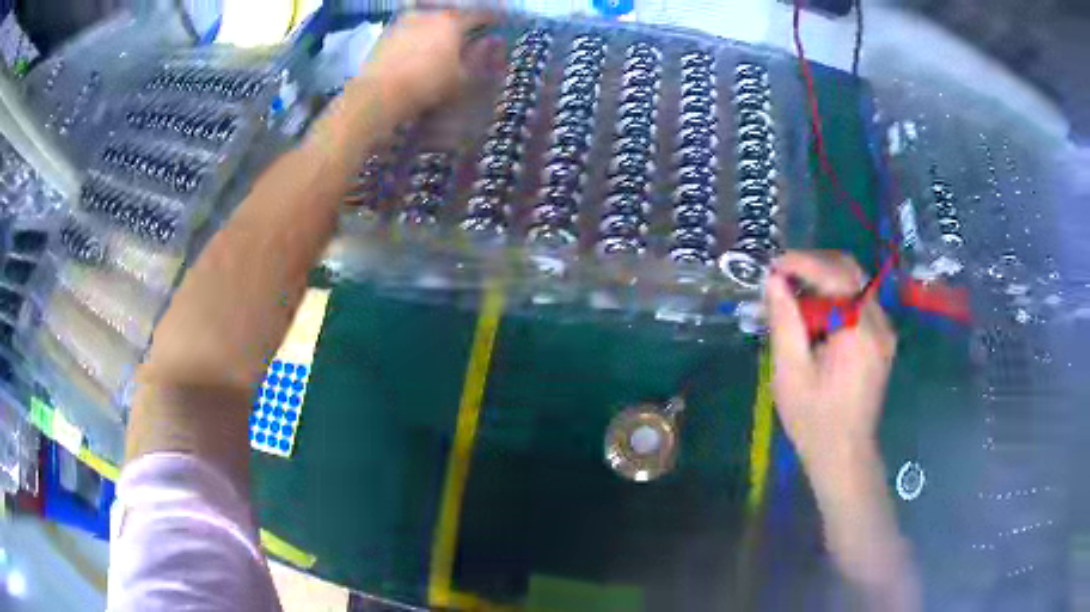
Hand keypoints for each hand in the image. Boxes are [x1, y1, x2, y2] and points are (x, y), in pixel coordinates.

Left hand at [360, 10, 500, 117]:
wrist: (379, 93)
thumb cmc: (427, 86)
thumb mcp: (462, 78)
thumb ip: (479, 56)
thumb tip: (492, 41)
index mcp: (452, 21)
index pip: (480, 14)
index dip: (492, 19)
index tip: (498, 24)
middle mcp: (429, 14)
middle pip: (452, 13)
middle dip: (463, 22)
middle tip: (469, 33)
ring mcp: (405, 20)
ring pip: (429, 18)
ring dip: (438, 27)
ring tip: (441, 41)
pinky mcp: (387, 32)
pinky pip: (411, 28)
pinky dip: (419, 34)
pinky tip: (419, 48)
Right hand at [765, 251, 896, 472]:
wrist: (844, 455)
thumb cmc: (814, 420)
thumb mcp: (790, 374)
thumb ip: (784, 322)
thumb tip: (773, 281)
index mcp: (860, 332)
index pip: (835, 274)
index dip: (802, 263)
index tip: (773, 266)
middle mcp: (880, 324)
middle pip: (850, 271)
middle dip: (814, 266)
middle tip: (783, 278)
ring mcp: (885, 332)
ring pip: (855, 284)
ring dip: (824, 282)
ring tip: (795, 299)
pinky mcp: (882, 341)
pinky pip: (860, 303)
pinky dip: (836, 299)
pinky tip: (815, 319)